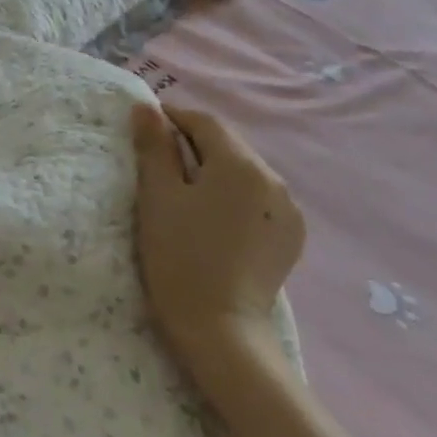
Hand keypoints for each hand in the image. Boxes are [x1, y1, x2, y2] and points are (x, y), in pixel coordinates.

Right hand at [131, 103, 305, 378]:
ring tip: (185, 190)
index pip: (205, 122)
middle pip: (228, 145)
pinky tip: (214, 217)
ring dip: (215, 169)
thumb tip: (146, 107)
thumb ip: (154, 147)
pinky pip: (258, 199)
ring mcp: (288, 210)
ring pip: (244, 172)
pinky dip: (234, 195)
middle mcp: (274, 179)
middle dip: (194, 143)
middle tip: (159, 159)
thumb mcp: (158, 196)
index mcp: (241, 164)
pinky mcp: (290, 236)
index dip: (174, 117)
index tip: (146, 126)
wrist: (220, 329)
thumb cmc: (180, 256)